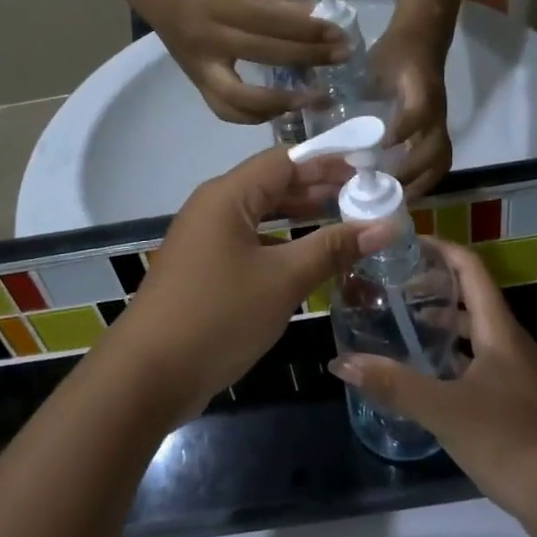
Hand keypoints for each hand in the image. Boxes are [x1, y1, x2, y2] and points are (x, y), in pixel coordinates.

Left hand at [109, 145, 392, 425]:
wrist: (149, 375)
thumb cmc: (219, 315)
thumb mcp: (283, 279)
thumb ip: (334, 248)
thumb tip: (386, 225)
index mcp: (228, 196)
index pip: (286, 160)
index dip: (329, 161)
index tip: (370, 168)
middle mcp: (214, 208)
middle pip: (273, 184)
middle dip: (319, 188)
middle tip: (367, 197)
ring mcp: (206, 240)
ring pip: (262, 215)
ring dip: (302, 216)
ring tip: (347, 222)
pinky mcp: (205, 269)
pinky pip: (251, 242)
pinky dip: (283, 243)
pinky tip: (310, 258)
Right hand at [145, 0, 348, 124]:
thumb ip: (278, 2)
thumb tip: (320, 18)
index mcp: (220, 3)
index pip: (272, 21)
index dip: (308, 29)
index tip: (339, 33)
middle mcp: (208, 39)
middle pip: (266, 54)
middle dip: (309, 57)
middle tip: (342, 57)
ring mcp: (200, 66)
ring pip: (243, 96)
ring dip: (283, 101)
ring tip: (316, 97)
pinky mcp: (197, 83)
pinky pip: (227, 110)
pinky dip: (257, 114)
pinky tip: (283, 108)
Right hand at [332, 240, 536, 536]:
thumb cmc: (510, 439)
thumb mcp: (445, 409)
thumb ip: (394, 384)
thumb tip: (342, 362)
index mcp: (499, 330)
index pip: (471, 269)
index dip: (441, 249)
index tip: (405, 243)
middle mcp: (509, 344)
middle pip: (470, 299)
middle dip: (433, 287)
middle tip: (390, 286)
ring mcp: (514, 375)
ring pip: (473, 335)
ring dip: (440, 325)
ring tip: (399, 326)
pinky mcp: (513, 403)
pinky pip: (475, 366)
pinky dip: (449, 361)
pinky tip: (423, 377)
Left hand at [369, 25, 451, 195]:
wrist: (423, 37)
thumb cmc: (396, 51)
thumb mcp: (376, 62)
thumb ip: (362, 86)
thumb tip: (330, 110)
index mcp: (420, 90)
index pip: (418, 114)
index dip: (402, 131)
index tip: (381, 147)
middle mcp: (435, 111)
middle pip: (436, 150)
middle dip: (412, 172)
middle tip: (384, 189)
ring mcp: (439, 123)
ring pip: (441, 160)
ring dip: (422, 183)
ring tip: (396, 199)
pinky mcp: (437, 129)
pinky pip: (438, 158)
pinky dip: (424, 178)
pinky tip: (403, 190)